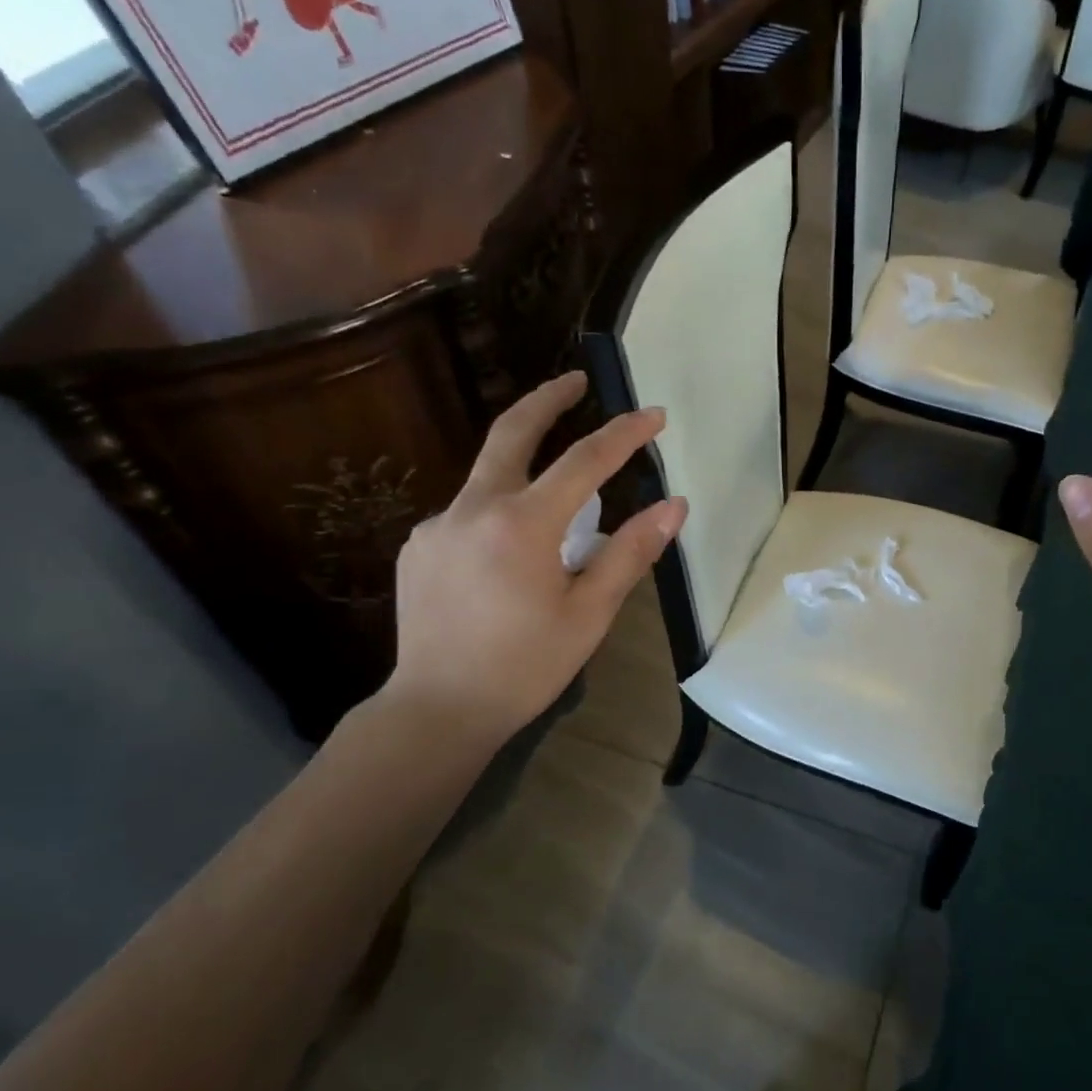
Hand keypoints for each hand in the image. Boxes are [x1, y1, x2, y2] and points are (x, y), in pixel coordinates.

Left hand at [381, 371, 686, 745]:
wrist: (437, 709)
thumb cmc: (525, 666)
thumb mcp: (589, 613)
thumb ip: (630, 553)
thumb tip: (673, 506)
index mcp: (522, 524)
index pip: (584, 461)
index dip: (624, 434)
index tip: (654, 414)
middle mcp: (472, 509)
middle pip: (511, 433)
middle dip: (547, 400)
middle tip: (575, 380)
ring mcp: (436, 526)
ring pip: (488, 479)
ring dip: (526, 473)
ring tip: (558, 512)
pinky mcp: (418, 547)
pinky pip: (466, 515)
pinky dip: (498, 517)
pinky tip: (509, 558)